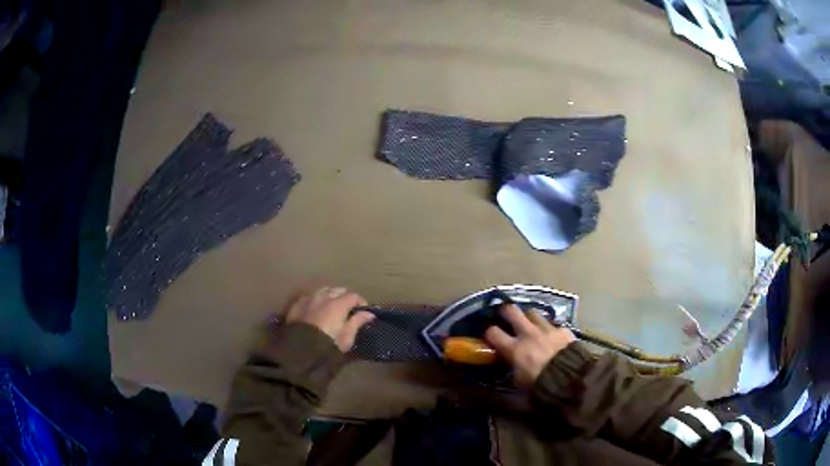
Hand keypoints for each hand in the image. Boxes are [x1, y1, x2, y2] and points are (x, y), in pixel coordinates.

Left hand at [285, 287, 374, 351]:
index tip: (364, 311)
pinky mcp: (297, 305)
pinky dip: (316, 300)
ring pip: (323, 291)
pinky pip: (310, 297)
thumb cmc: (328, 345)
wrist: (300, 350)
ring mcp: (308, 299)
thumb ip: (357, 322)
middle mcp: (323, 297)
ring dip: (330, 296)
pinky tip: (316, 308)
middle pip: (338, 290)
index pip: (353, 296)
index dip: (360, 302)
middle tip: (348, 309)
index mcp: (338, 304)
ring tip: (332, 306)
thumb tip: (369, 313)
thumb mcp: (347, 337)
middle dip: (345, 297)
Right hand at [484, 304, 575, 386]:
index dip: (489, 333)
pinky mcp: (563, 330)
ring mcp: (547, 329)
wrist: (571, 378)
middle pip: (512, 311)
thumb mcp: (520, 385)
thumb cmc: (541, 385)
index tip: (490, 336)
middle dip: (506, 311)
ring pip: (533, 312)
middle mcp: (528, 334)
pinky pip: (553, 324)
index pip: (493, 333)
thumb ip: (511, 374)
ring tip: (529, 323)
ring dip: (529, 317)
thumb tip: (508, 371)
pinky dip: (549, 328)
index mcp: (515, 349)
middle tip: (505, 315)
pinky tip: (551, 334)